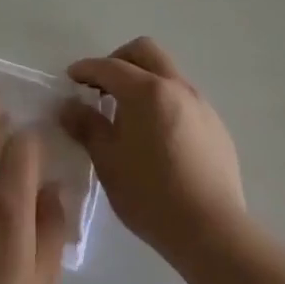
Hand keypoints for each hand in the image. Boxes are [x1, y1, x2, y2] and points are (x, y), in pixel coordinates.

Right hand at [61, 37, 244, 260]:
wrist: (211, 231)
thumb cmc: (150, 194)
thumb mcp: (108, 161)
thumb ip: (86, 126)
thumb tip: (68, 106)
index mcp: (146, 91)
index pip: (109, 67)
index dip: (86, 69)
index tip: (70, 78)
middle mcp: (176, 87)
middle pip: (145, 52)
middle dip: (119, 60)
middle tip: (101, 86)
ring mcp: (201, 105)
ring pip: (168, 73)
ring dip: (144, 80)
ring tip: (128, 113)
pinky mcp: (216, 126)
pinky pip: (184, 98)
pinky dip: (164, 101)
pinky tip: (157, 135)